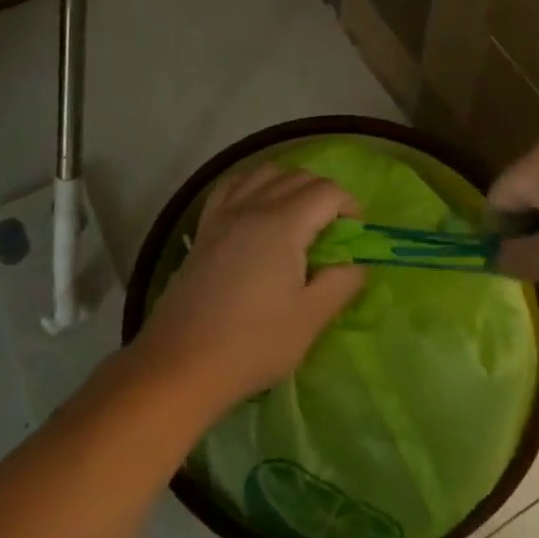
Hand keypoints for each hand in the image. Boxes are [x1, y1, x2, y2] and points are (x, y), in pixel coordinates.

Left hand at [133, 163, 365, 412]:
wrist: (181, 364)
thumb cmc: (252, 344)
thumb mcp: (310, 320)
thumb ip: (342, 284)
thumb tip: (358, 264)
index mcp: (283, 225)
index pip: (327, 191)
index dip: (350, 206)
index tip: (356, 235)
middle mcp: (252, 207)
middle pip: (298, 177)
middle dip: (325, 195)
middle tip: (333, 233)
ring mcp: (223, 214)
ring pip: (264, 173)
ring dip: (290, 185)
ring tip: (298, 219)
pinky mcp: (204, 228)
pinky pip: (232, 186)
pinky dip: (252, 186)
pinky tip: (257, 210)